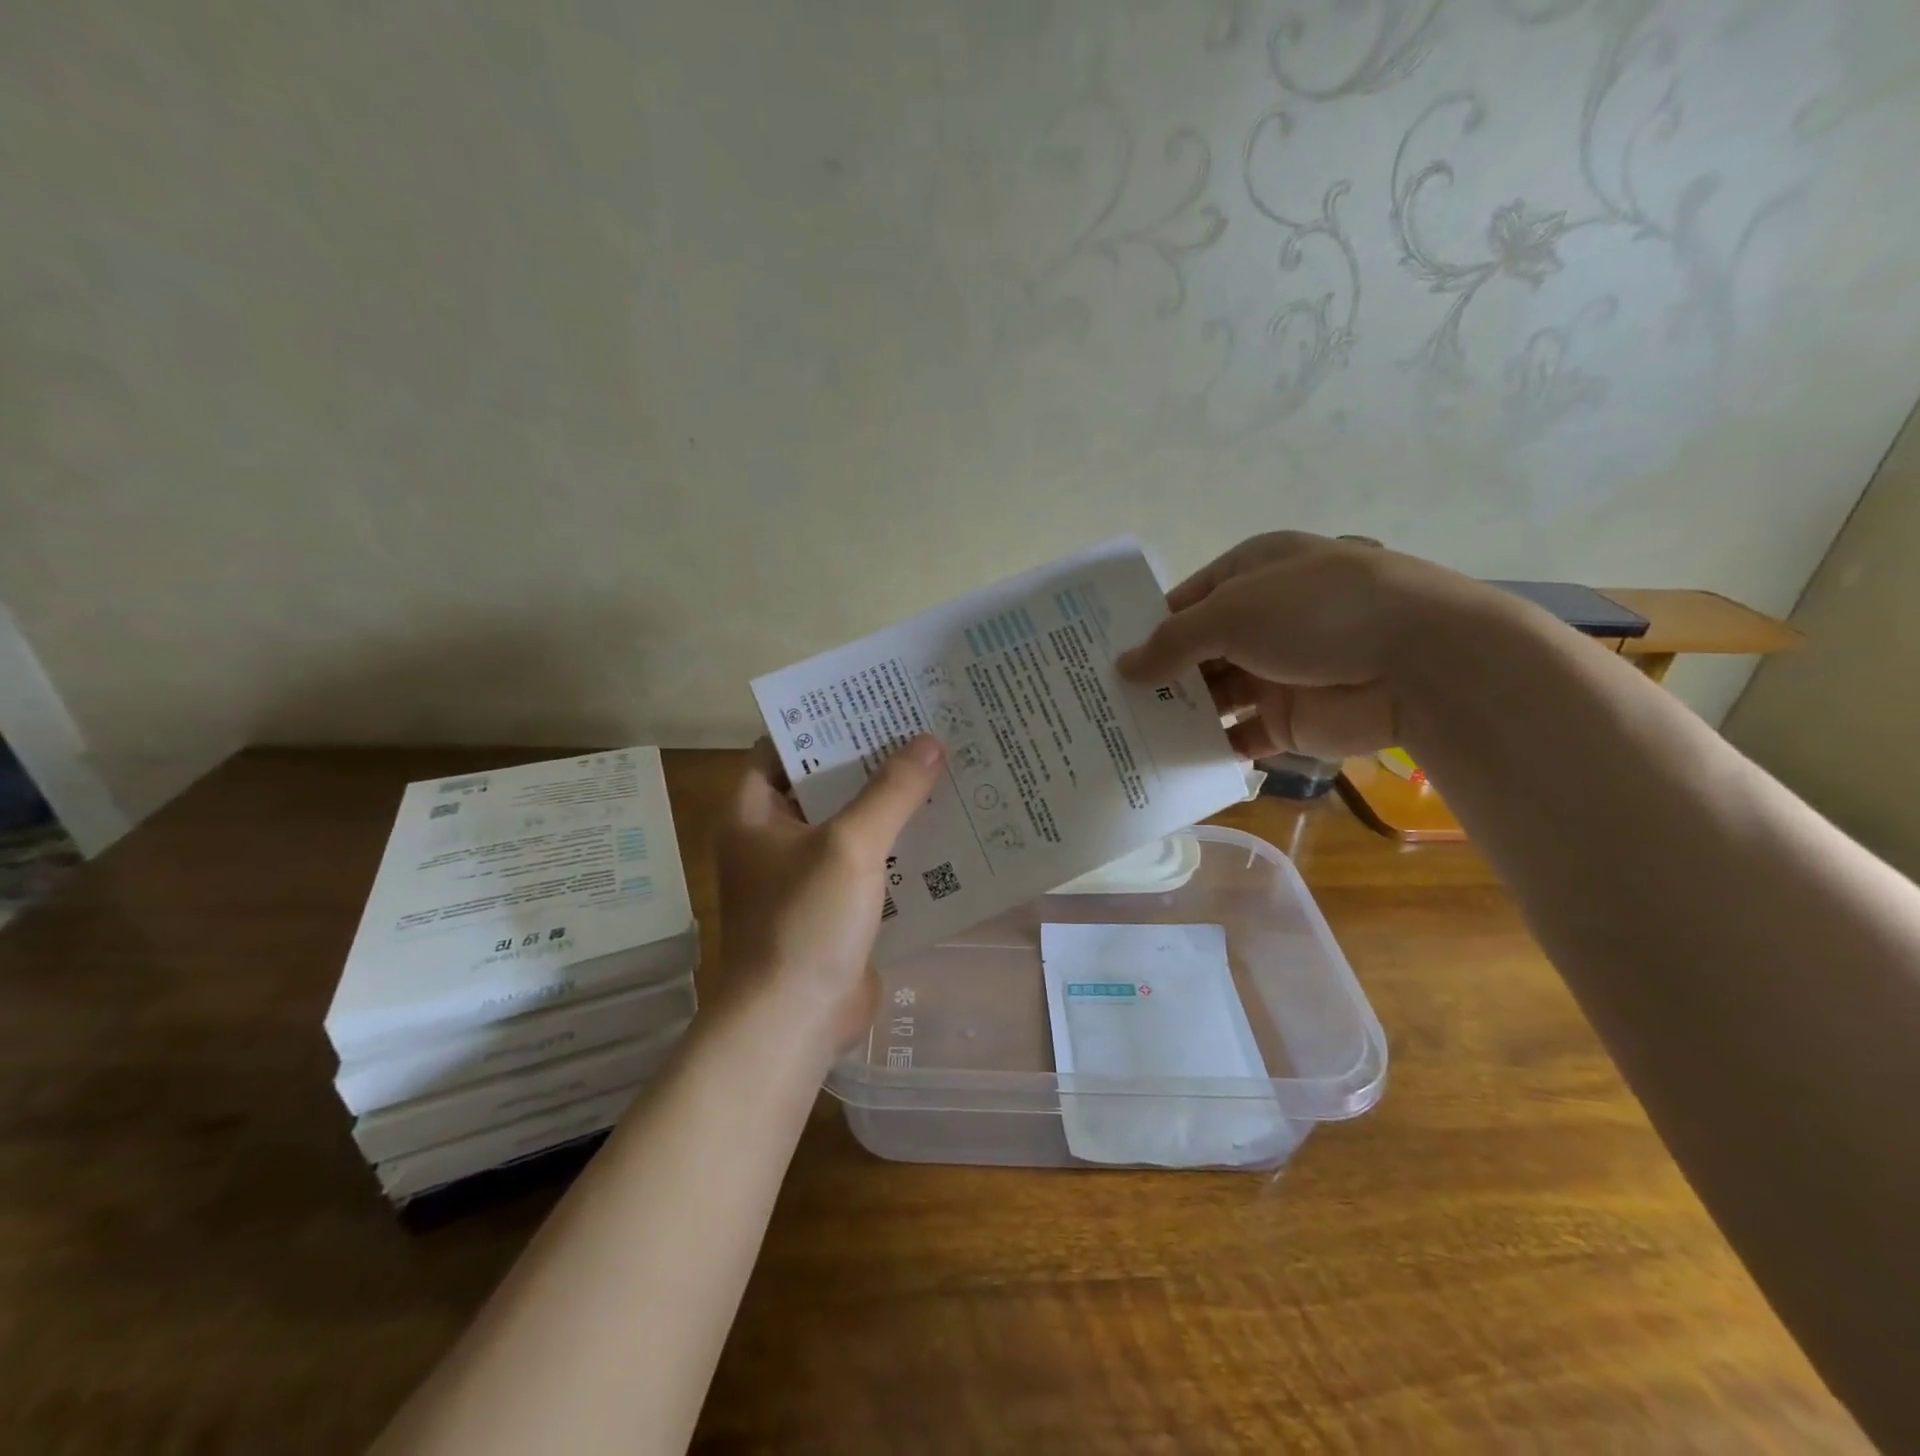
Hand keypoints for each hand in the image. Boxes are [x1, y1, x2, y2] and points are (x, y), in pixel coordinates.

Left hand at [714, 736, 944, 1054]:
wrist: (794, 1023)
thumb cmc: (804, 923)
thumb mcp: (850, 846)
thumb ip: (891, 792)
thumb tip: (929, 741)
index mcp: (756, 813)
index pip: (783, 747)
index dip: (824, 722)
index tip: (872, 703)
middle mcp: (775, 838)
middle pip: (825, 784)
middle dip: (871, 761)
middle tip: (922, 730)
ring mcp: (805, 875)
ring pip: (852, 824)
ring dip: (890, 805)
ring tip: (942, 770)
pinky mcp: (835, 907)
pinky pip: (869, 863)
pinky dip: (899, 847)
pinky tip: (943, 830)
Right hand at [1116, 531, 1499, 759]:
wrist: (1420, 662)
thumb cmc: (1316, 612)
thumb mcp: (1231, 613)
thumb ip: (1172, 643)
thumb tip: (1123, 668)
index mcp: (1251, 574)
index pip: (1184, 601)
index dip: (1145, 628)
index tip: (1104, 657)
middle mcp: (1262, 620)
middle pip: (1195, 652)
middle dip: (1156, 676)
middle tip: (1103, 703)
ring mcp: (1277, 670)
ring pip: (1214, 696)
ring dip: (1178, 714)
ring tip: (1124, 734)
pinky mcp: (1291, 718)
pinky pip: (1239, 735)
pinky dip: (1210, 748)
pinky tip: (1170, 760)